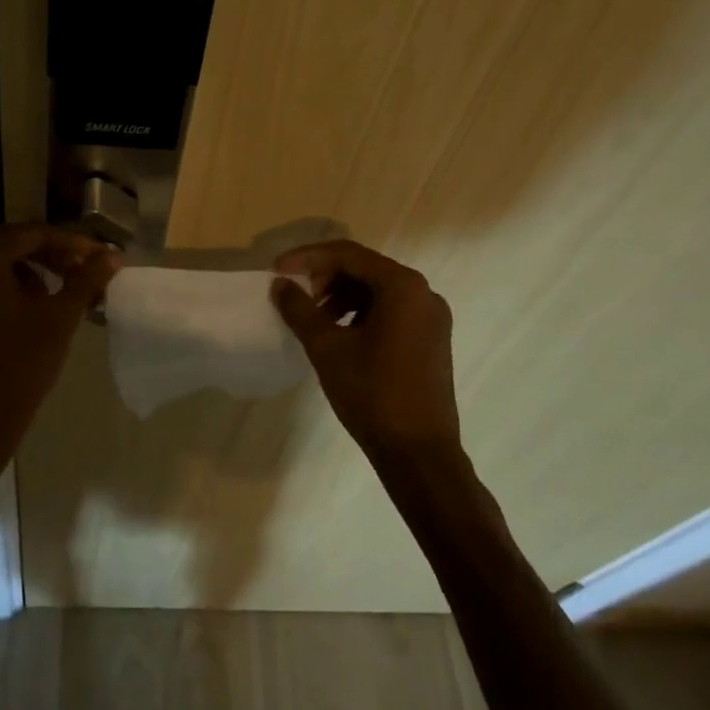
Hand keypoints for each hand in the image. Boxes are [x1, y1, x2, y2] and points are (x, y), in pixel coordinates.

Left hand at [0, 223, 118, 459]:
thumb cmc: (22, 363)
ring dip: (26, 270)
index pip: (29, 235)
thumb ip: (86, 279)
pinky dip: (3, 289)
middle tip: (78, 267)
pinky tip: (26, 312)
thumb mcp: (61, 317)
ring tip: (55, 292)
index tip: (95, 255)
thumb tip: (112, 254)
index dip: (67, 242)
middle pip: (7, 245)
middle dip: (46, 253)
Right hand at [271, 240, 460, 458]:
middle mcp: (423, 293)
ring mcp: (431, 318)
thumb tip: (280, 285)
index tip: (278, 271)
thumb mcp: (327, 348)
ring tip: (315, 319)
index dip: (308, 258)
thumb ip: (300, 309)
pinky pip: (391, 311)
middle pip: (365, 268)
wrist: (420, 455)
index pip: (348, 254)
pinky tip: (340, 335)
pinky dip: (361, 313)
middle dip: (326, 277)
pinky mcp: (431, 340)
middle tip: (298, 296)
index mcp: (403, 287)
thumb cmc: (373, 394)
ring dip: (342, 296)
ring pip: (377, 290)